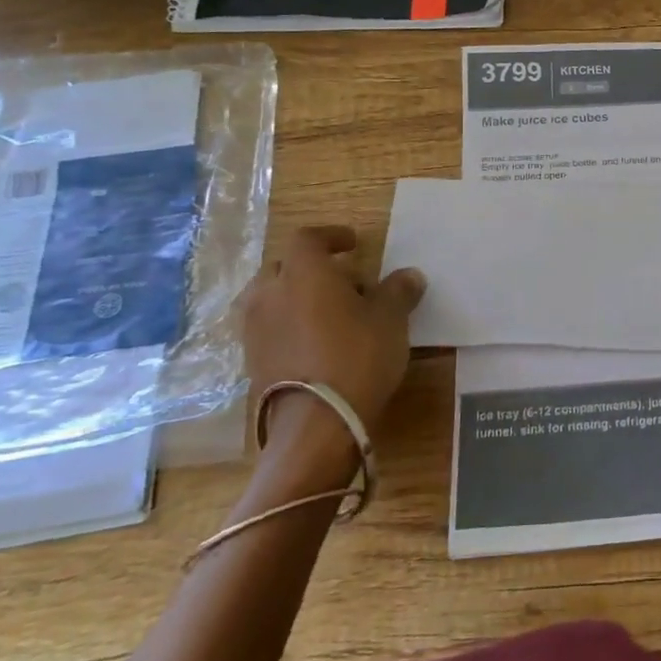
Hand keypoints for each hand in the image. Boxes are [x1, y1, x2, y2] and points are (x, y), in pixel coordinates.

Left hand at [241, 226, 424, 479]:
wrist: (316, 424)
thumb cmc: (357, 357)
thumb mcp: (391, 320)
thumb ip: (398, 291)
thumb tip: (409, 276)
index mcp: (303, 272)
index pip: (308, 238)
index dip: (331, 236)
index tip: (352, 243)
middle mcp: (271, 293)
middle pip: (284, 266)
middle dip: (311, 268)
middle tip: (344, 282)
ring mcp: (255, 329)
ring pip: (271, 297)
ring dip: (295, 297)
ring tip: (327, 313)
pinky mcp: (251, 361)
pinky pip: (268, 327)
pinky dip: (288, 325)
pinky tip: (314, 342)